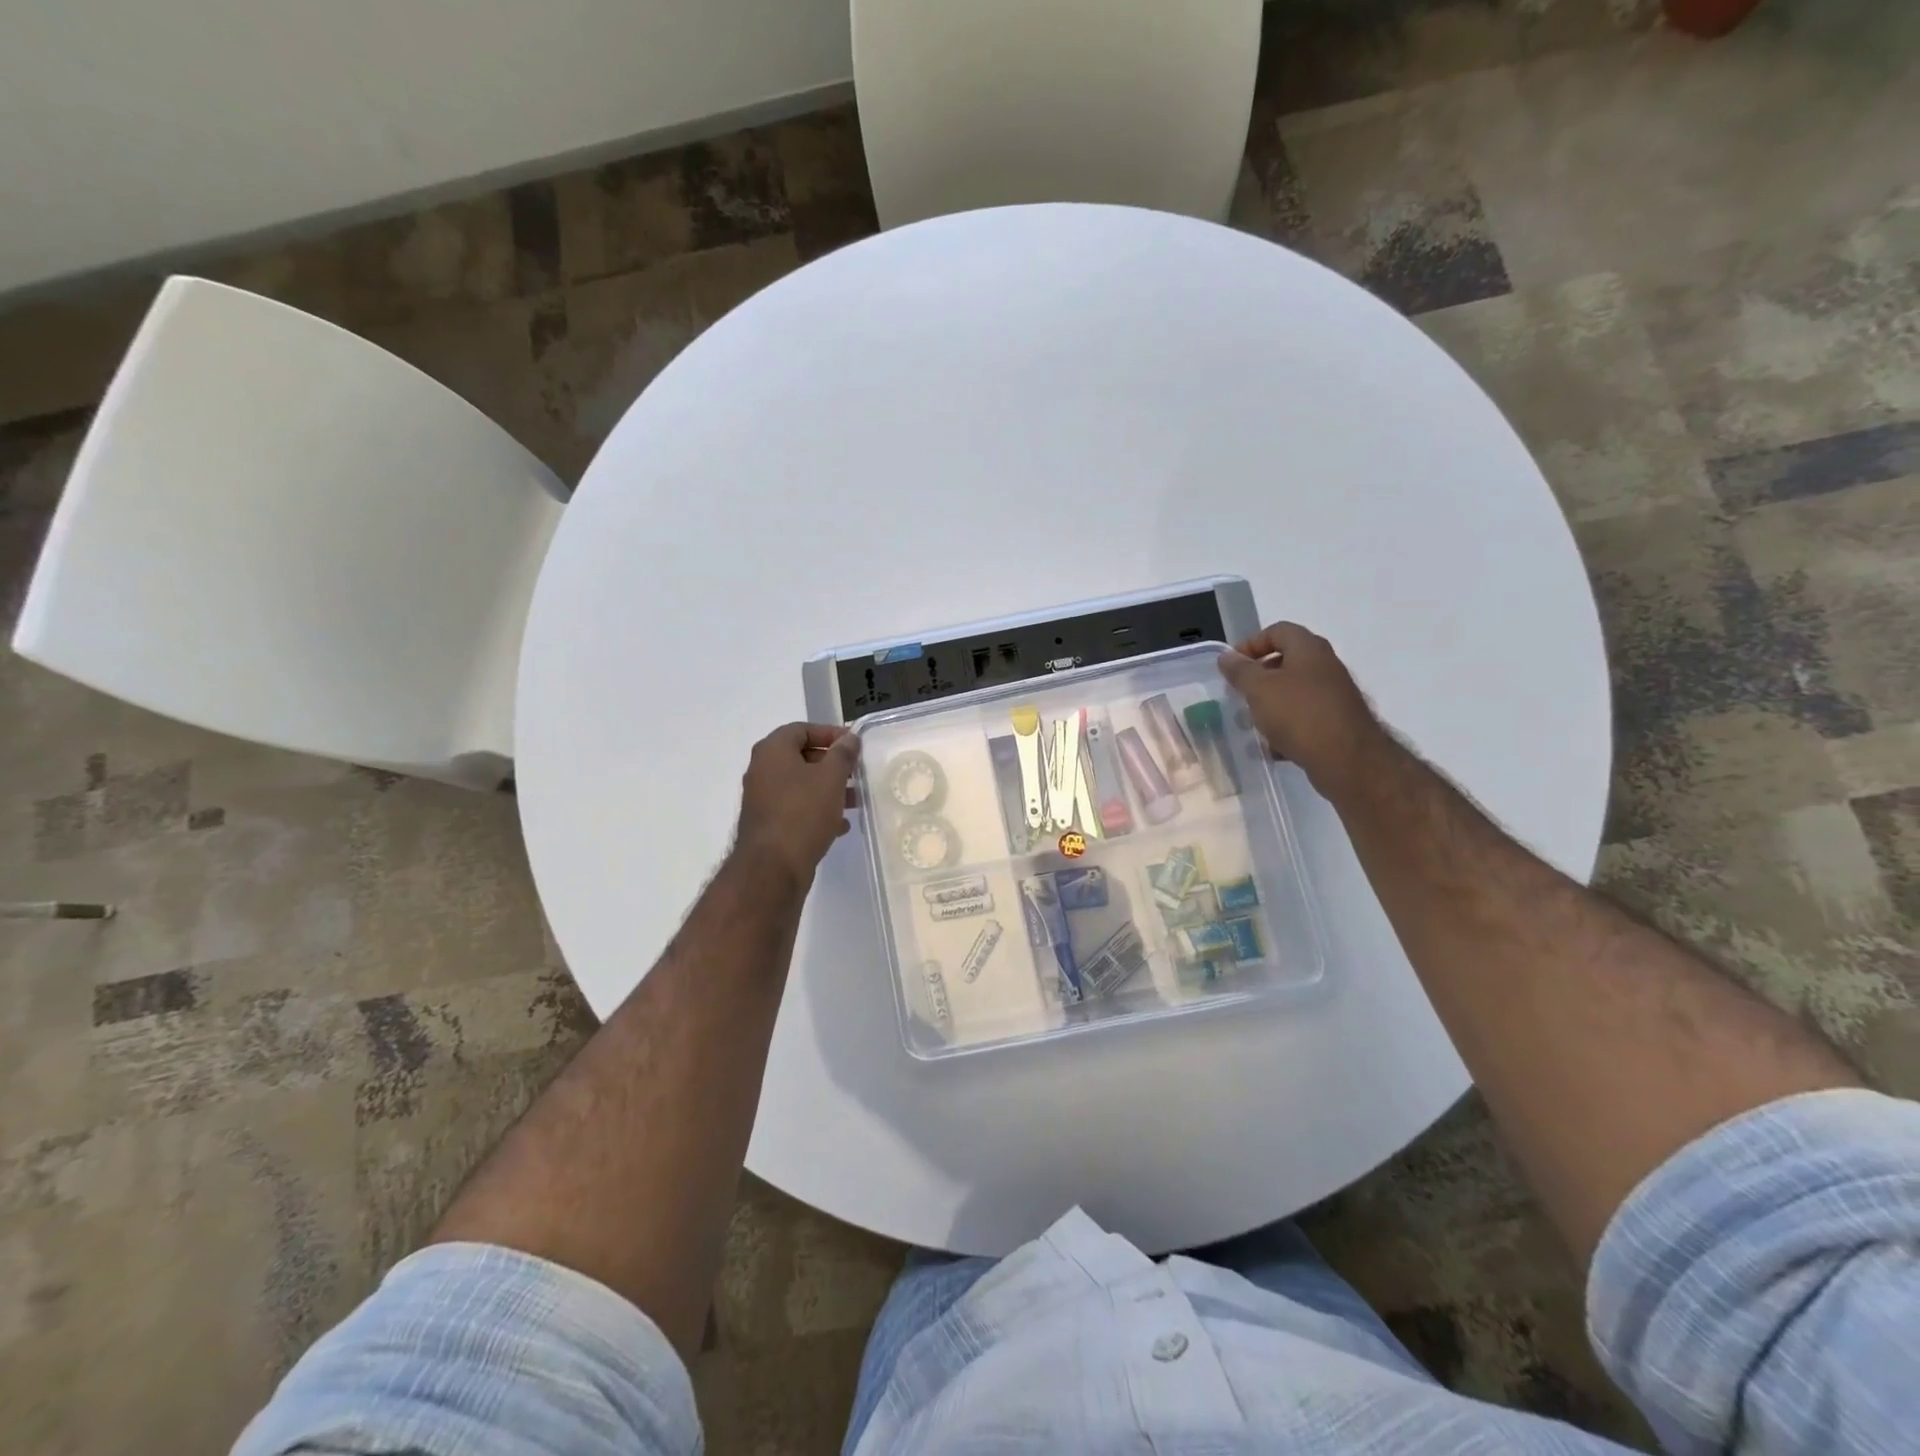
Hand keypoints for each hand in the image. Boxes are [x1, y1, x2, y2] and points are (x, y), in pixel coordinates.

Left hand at [734, 723, 861, 885]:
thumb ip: (842, 754)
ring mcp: (763, 799)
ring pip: (801, 785)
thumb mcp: (831, 778)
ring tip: (855, 800)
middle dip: (832, 764)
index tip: (854, 744)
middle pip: (801, 757)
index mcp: (772, 751)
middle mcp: (762, 770)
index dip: (829, 733)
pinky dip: (817, 810)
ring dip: (828, 789)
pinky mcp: (768, 824)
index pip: (801, 729)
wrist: (772, 867)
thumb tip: (849, 738)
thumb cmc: (803, 812)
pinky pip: (796, 808)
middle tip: (856, 772)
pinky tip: (840, 824)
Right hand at [1217, 623, 1387, 800]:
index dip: (1251, 643)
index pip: (1278, 631)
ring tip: (1251, 722)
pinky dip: (1286, 727)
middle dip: (1259, 677)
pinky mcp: (1337, 722)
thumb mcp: (1259, 689)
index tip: (1232, 666)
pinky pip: (1304, 717)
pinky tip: (1272, 746)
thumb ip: (1240, 671)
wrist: (1347, 759)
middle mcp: (1325, 667)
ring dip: (1270, 704)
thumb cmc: (1299, 714)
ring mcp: (1334, 695)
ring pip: (1294, 692)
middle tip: (1239, 693)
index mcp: (1309, 649)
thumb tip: (1227, 657)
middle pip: (1287, 661)